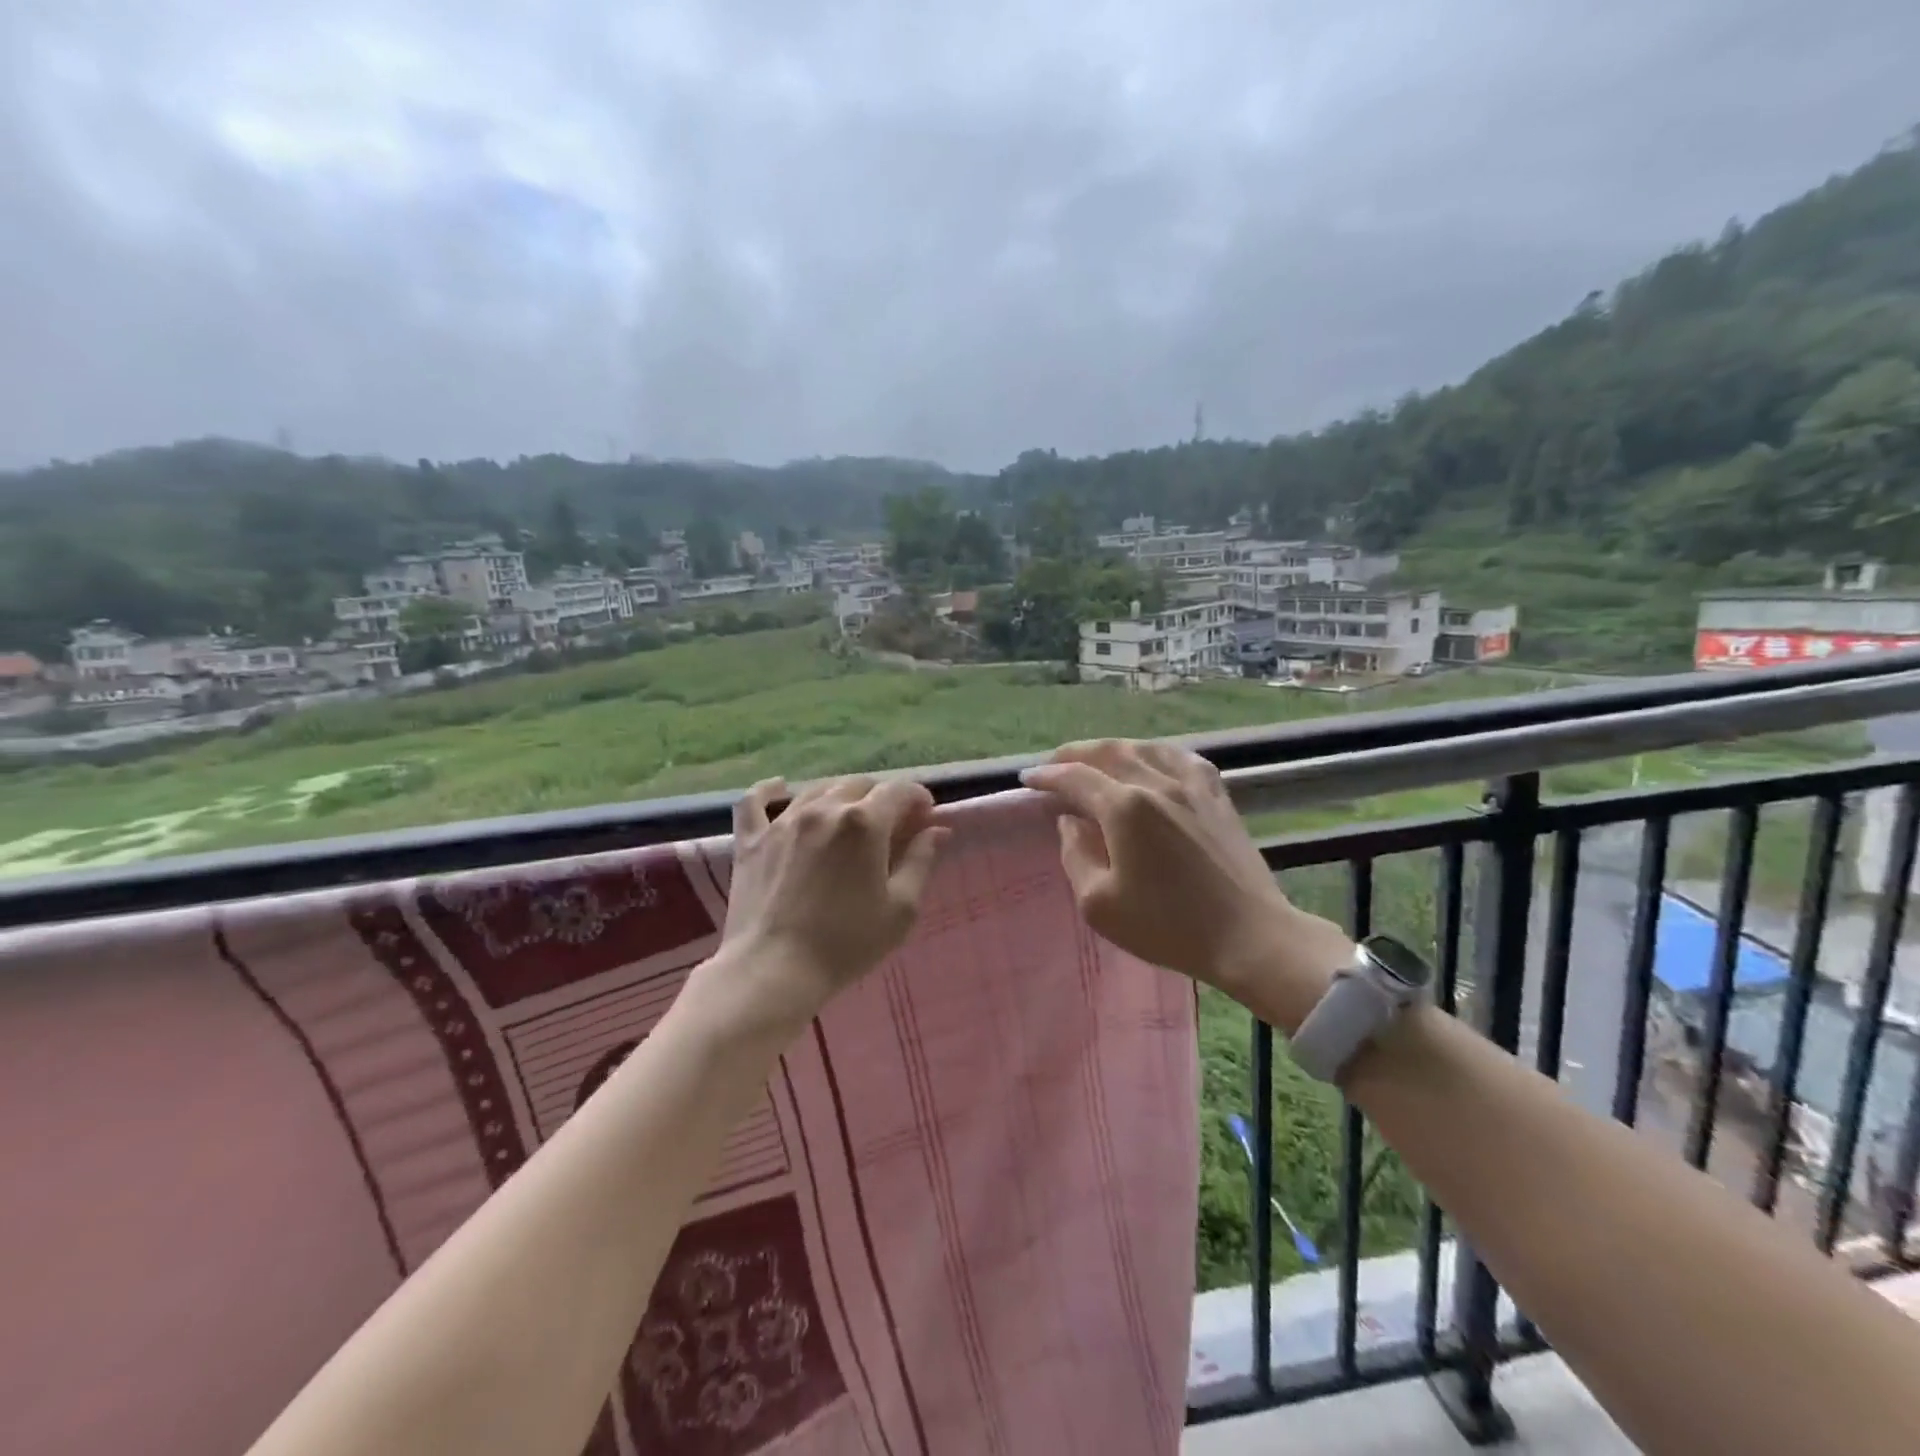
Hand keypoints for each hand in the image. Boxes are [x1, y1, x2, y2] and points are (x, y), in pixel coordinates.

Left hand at [694, 775, 949, 1040]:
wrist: (774, 970)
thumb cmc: (847, 943)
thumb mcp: (901, 909)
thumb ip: (921, 861)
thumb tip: (937, 830)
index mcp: (865, 823)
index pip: (899, 790)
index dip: (918, 798)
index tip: (925, 817)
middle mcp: (824, 809)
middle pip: (860, 785)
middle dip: (882, 797)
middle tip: (891, 826)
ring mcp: (783, 821)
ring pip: (818, 789)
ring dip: (840, 796)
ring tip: (848, 819)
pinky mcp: (752, 839)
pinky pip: (756, 801)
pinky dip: (770, 791)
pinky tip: (780, 788)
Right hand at [1022, 740, 1347, 1022]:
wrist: (1249, 937)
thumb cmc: (1167, 926)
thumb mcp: (1100, 904)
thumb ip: (1076, 855)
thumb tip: (1071, 822)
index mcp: (1124, 808)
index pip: (1074, 778)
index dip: (1046, 776)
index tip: (1027, 780)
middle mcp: (1156, 784)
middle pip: (1108, 752)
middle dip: (1074, 753)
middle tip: (1054, 764)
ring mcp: (1192, 786)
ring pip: (1144, 748)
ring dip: (1112, 748)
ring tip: (1096, 758)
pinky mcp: (1218, 796)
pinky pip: (1182, 757)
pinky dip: (1156, 752)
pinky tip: (1153, 758)